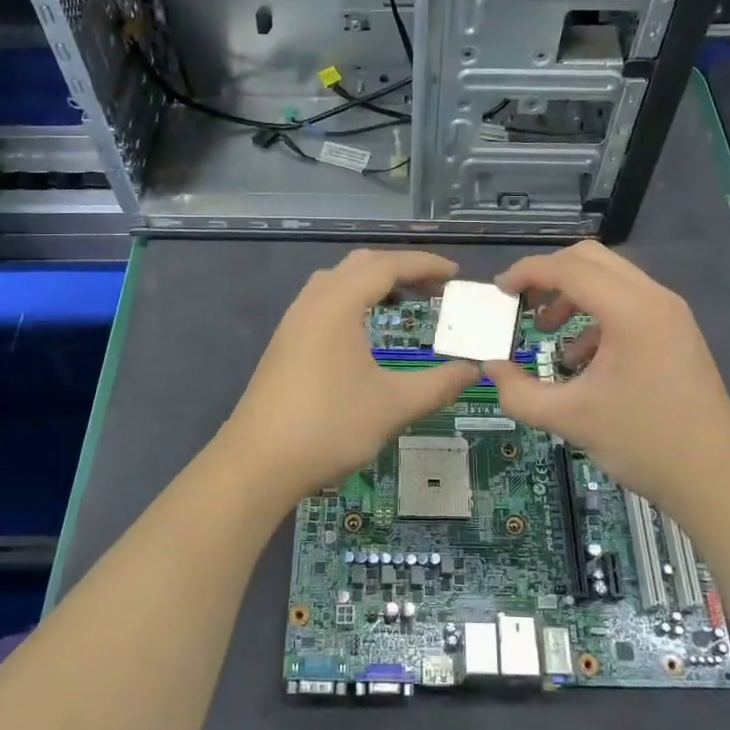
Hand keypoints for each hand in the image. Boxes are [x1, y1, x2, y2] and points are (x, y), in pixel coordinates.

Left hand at [219, 249, 479, 505]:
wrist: (256, 464)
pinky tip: (363, 332)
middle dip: (400, 269)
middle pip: (360, 265)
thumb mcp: (393, 406)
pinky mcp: (284, 344)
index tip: (455, 275)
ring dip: (372, 283)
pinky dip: (352, 301)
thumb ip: (438, 385)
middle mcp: (312, 303)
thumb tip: (472, 370)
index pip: (386, 265)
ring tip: (402, 303)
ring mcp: (293, 322)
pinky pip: (323, 302)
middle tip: (434, 290)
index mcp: (337, 304)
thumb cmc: (328, 427)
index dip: (424, 265)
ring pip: (337, 282)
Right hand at [483, 242, 729, 509]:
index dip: (528, 272)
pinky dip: (595, 316)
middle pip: (591, 260)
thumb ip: (519, 392)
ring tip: (545, 330)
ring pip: (611, 280)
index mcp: (631, 311)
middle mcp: (655, 299)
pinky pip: (628, 304)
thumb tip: (490, 368)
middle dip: (549, 275)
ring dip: (572, 295)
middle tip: (520, 303)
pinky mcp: (676, 333)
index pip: (569, 268)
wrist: (716, 479)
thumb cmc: (644, 443)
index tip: (498, 291)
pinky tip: (579, 359)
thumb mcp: (570, 419)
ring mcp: (670, 314)